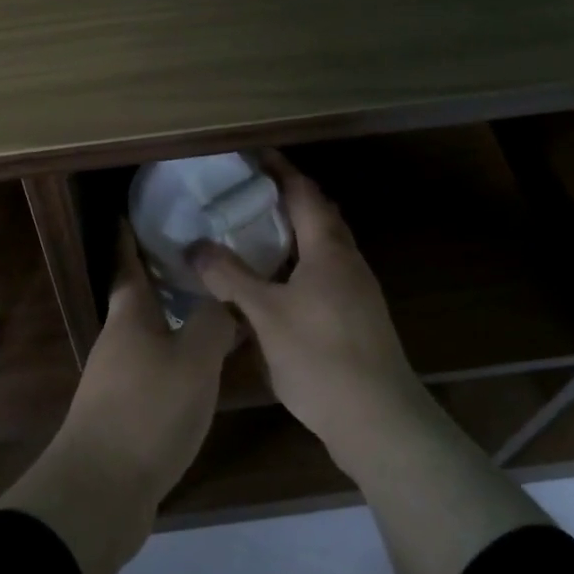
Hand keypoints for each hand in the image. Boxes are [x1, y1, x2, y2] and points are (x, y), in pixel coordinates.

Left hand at [60, 223, 235, 505]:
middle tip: (201, 257)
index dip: (129, 237)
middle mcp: (118, 342)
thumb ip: (213, 324)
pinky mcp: (126, 413)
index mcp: (129, 318)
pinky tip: (203, 367)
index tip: (133, 210)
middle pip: (139, 300)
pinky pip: (156, 370)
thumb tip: (225, 301)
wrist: (102, 489)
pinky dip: (178, 358)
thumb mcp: (194, 360)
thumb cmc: (148, 411)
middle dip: (163, 276)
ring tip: (212, 307)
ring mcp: (117, 380)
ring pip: (150, 336)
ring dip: (174, 319)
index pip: (127, 265)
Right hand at [191, 152, 422, 453]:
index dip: (278, 170)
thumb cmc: (320, 356)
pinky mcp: (355, 318)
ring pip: (320, 249)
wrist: (378, 418)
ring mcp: (356, 291)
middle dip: (285, 199)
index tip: (252, 154)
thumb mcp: (266, 314)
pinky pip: (322, 275)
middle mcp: (347, 261)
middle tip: (244, 194)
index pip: (303, 193)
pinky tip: (272, 286)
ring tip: (251, 235)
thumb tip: (195, 247)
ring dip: (291, 235)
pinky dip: (296, 266)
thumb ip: (230, 277)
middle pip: (317, 216)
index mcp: (328, 249)